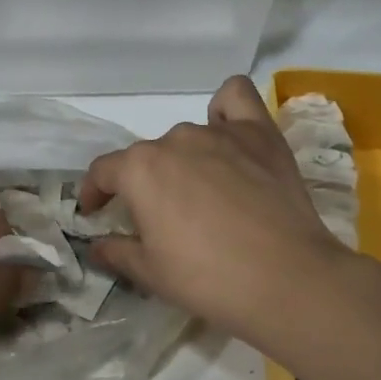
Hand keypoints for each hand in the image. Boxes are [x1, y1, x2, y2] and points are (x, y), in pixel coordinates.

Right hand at [80, 76, 348, 349]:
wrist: (286, 279)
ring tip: (202, 192)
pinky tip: (228, 134)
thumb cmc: (208, 279)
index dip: (94, 193)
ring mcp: (219, 132)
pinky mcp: (261, 134)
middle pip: (148, 157)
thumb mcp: (150, 273)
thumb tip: (96, 245)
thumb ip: (116, 252)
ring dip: (183, 160)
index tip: (95, 213)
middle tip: (161, 219)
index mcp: (139, 169)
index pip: (103, 171)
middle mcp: (175, 139)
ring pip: (187, 137)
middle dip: (144, 184)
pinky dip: (225, 111)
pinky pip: (236, 99)